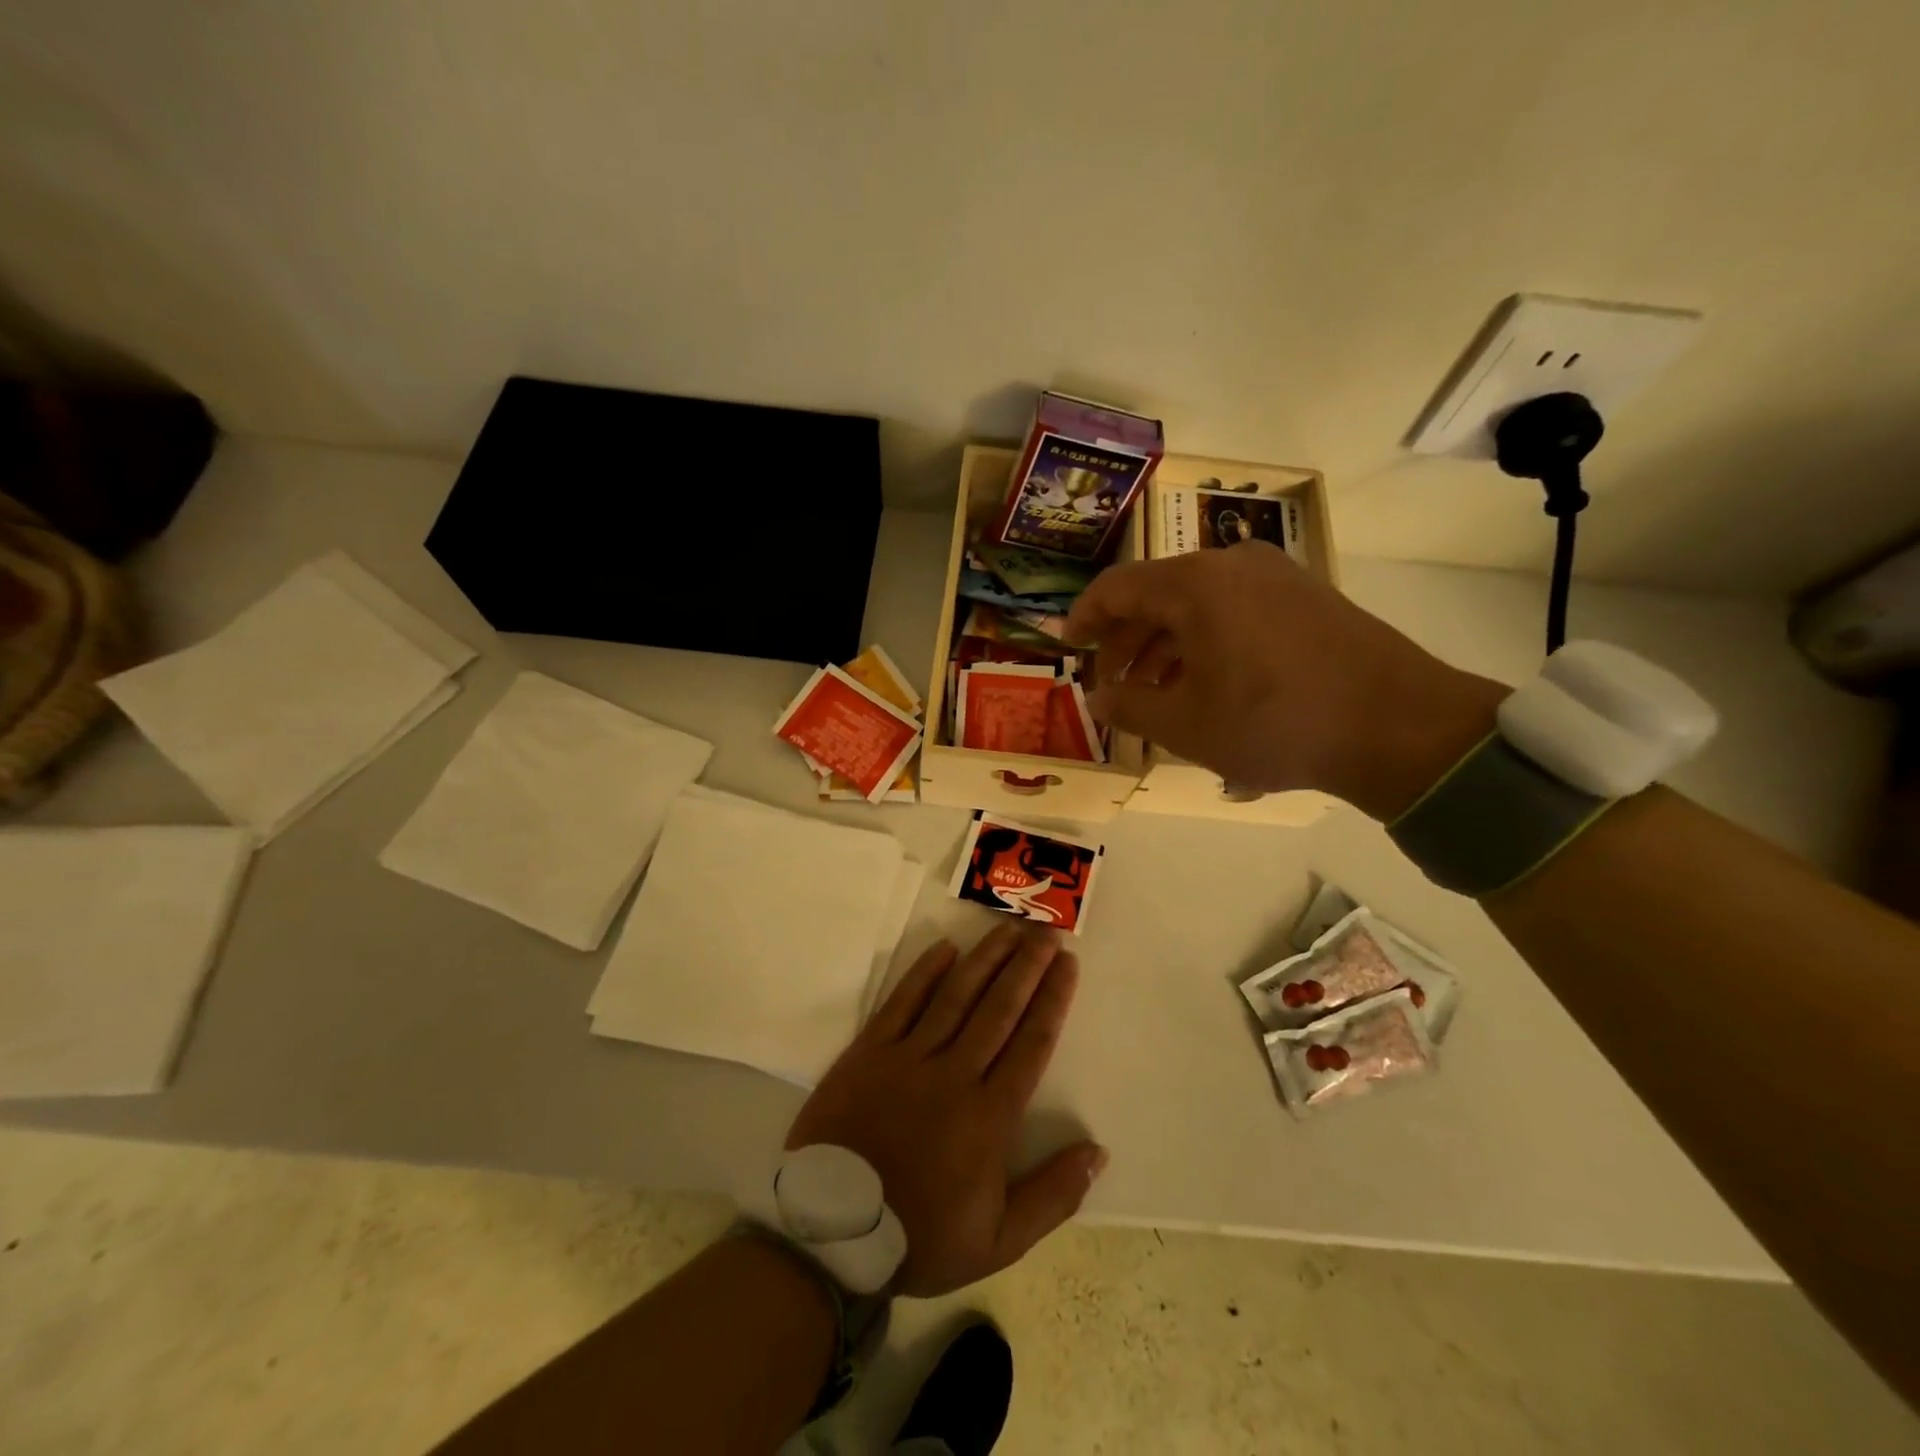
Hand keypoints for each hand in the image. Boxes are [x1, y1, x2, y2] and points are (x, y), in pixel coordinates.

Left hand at [785, 923, 1105, 1297]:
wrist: (831, 1233)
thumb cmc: (919, 1236)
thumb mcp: (998, 1241)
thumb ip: (1052, 1196)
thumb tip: (1098, 1152)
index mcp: (990, 1116)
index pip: (1031, 1043)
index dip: (1052, 999)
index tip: (1068, 964)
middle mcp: (955, 1074)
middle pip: (999, 1008)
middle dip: (1027, 967)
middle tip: (1046, 932)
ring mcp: (909, 1058)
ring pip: (956, 996)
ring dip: (985, 959)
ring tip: (1008, 929)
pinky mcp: (870, 1051)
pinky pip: (902, 1002)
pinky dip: (924, 973)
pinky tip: (946, 947)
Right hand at [1065, 541, 1508, 820]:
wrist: (1399, 725)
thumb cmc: (1275, 722)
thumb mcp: (1185, 725)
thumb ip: (1129, 706)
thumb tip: (1099, 696)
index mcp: (1193, 585)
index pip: (1116, 588)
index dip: (1084, 618)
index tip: (1069, 647)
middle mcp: (1231, 564)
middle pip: (1156, 595)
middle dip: (1126, 641)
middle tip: (1113, 685)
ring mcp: (1275, 576)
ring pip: (1197, 605)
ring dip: (1165, 646)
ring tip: (1156, 695)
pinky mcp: (1306, 596)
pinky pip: (1234, 611)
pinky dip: (1206, 642)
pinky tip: (1207, 684)